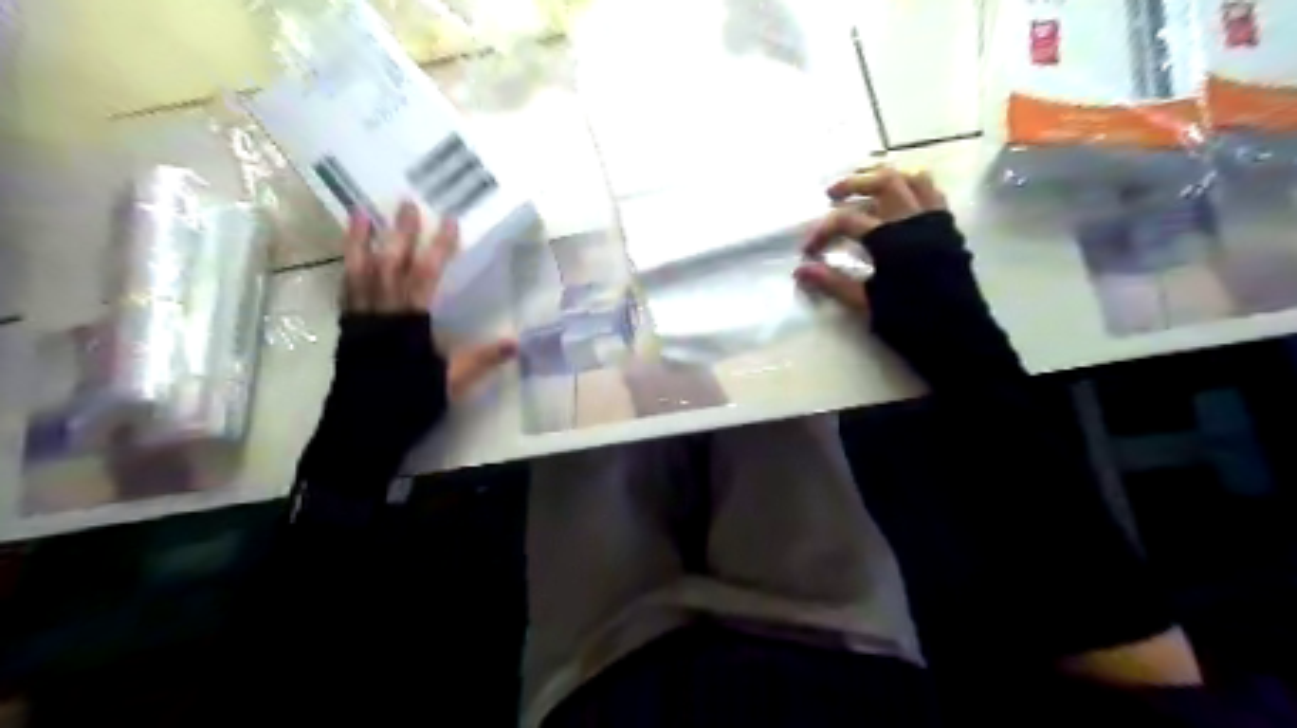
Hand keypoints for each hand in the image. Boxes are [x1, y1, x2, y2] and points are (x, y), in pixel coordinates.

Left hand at [343, 203, 518, 399]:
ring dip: (360, 240)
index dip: (438, 247)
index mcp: (411, 323)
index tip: (449, 222)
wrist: (361, 429)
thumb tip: (515, 342)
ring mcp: (360, 318)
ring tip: (360, 212)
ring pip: (358, 271)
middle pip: (389, 264)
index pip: (425, 275)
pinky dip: (348, 268)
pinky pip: (345, 290)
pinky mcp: (347, 328)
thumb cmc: (408, 404)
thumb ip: (480, 360)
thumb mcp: (451, 384)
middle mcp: (382, 313)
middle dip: (400, 232)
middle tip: (407, 203)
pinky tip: (351, 256)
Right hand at [796, 165, 950, 310]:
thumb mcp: (866, 303)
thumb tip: (800, 270)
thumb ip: (833, 282)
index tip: (808, 251)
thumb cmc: (910, 320)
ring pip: (913, 179)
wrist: (959, 335)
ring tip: (867, 188)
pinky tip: (899, 204)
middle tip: (832, 193)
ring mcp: (935, 221)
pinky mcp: (949, 229)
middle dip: (854, 183)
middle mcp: (914, 220)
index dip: (822, 232)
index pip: (847, 220)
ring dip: (886, 178)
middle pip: (883, 181)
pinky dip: (912, 189)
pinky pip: (932, 194)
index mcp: (890, 238)